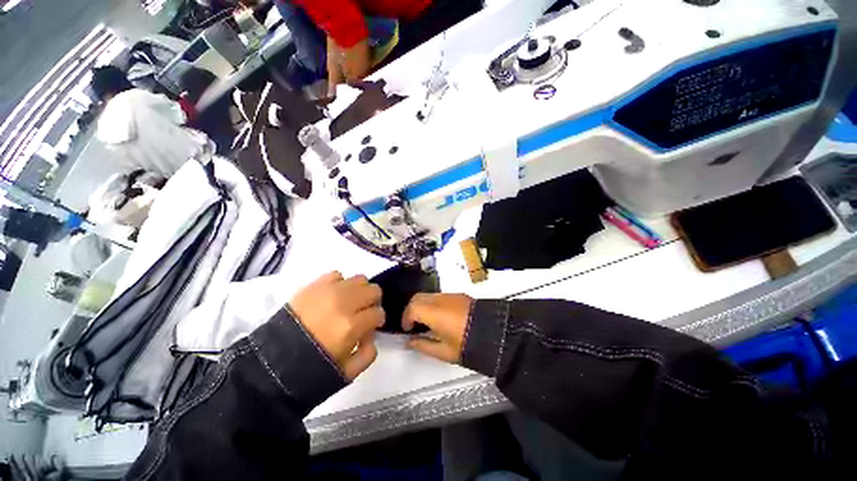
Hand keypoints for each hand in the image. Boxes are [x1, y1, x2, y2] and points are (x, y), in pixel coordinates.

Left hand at [289, 272, 383, 378]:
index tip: (371, 326)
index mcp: (352, 326)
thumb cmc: (310, 371)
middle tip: (363, 312)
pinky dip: (340, 283)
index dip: (378, 320)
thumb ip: (369, 353)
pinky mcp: (313, 286)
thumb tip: (372, 334)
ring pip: (360, 278)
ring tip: (349, 303)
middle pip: (374, 290)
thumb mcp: (348, 373)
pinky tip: (333, 296)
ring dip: (359, 291)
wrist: (270, 365)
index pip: (378, 312)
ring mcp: (327, 291)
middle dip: (373, 302)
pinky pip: (337, 274)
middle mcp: (343, 303)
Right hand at [402, 293, 472, 362]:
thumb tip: (408, 342)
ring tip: (427, 322)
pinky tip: (440, 317)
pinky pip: (440, 296)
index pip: (412, 308)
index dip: (406, 318)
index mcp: (434, 312)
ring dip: (423, 305)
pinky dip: (433, 304)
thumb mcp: (442, 352)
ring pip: (429, 295)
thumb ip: (422, 345)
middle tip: (413, 325)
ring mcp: (450, 295)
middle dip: (411, 309)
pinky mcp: (459, 295)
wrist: (494, 335)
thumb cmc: (466, 346)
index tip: (407, 330)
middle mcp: (440, 299)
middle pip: (418, 297)